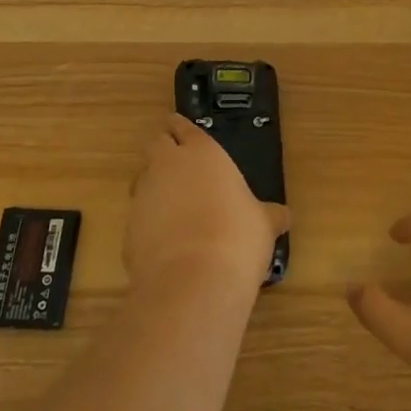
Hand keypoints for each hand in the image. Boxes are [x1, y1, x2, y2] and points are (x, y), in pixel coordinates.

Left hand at [126, 114, 288, 301]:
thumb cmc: (237, 238)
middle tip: (178, 164)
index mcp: (202, 153)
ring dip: (154, 185)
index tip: (183, 131)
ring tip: (174, 205)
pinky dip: (149, 222)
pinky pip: (138, 216)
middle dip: (164, 151)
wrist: (192, 283)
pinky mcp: (128, 229)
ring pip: (142, 178)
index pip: (183, 127)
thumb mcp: (263, 224)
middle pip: (156, 144)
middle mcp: (167, 166)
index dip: (183, 129)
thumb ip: (268, 214)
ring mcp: (144, 196)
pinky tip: (167, 241)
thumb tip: (282, 216)